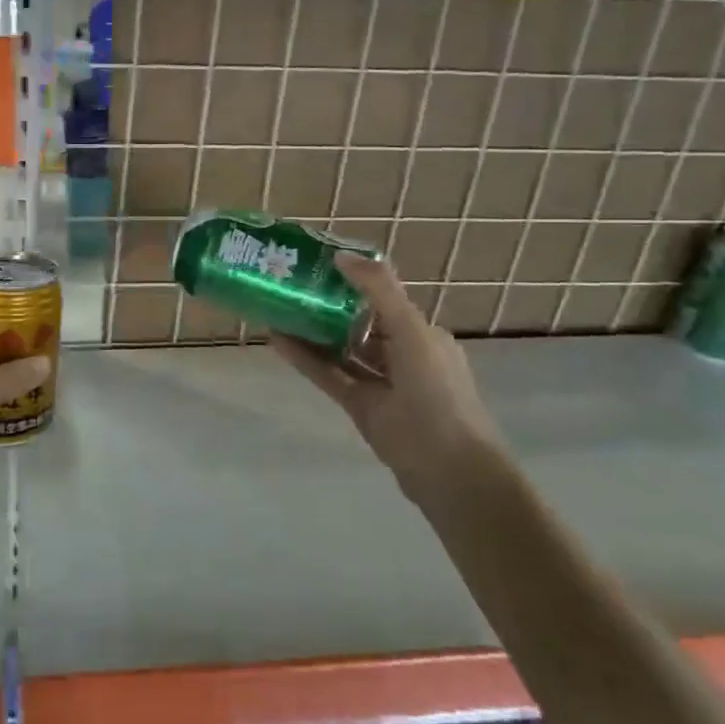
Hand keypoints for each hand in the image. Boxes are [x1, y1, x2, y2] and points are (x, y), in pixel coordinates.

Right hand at [270, 253, 503, 500]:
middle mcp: (401, 354)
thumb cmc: (436, 391)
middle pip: (358, 323)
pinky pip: (328, 375)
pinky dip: (304, 358)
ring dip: (312, 331)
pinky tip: (276, 340)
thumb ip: (379, 291)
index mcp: (422, 333)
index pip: (383, 298)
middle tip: (290, 283)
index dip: (353, 280)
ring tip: (276, 308)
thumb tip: (341, 255)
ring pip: (340, 349)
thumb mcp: (412, 331)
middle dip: (328, 305)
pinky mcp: (359, 406)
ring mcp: (379, 383)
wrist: (448, 468)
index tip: (318, 264)